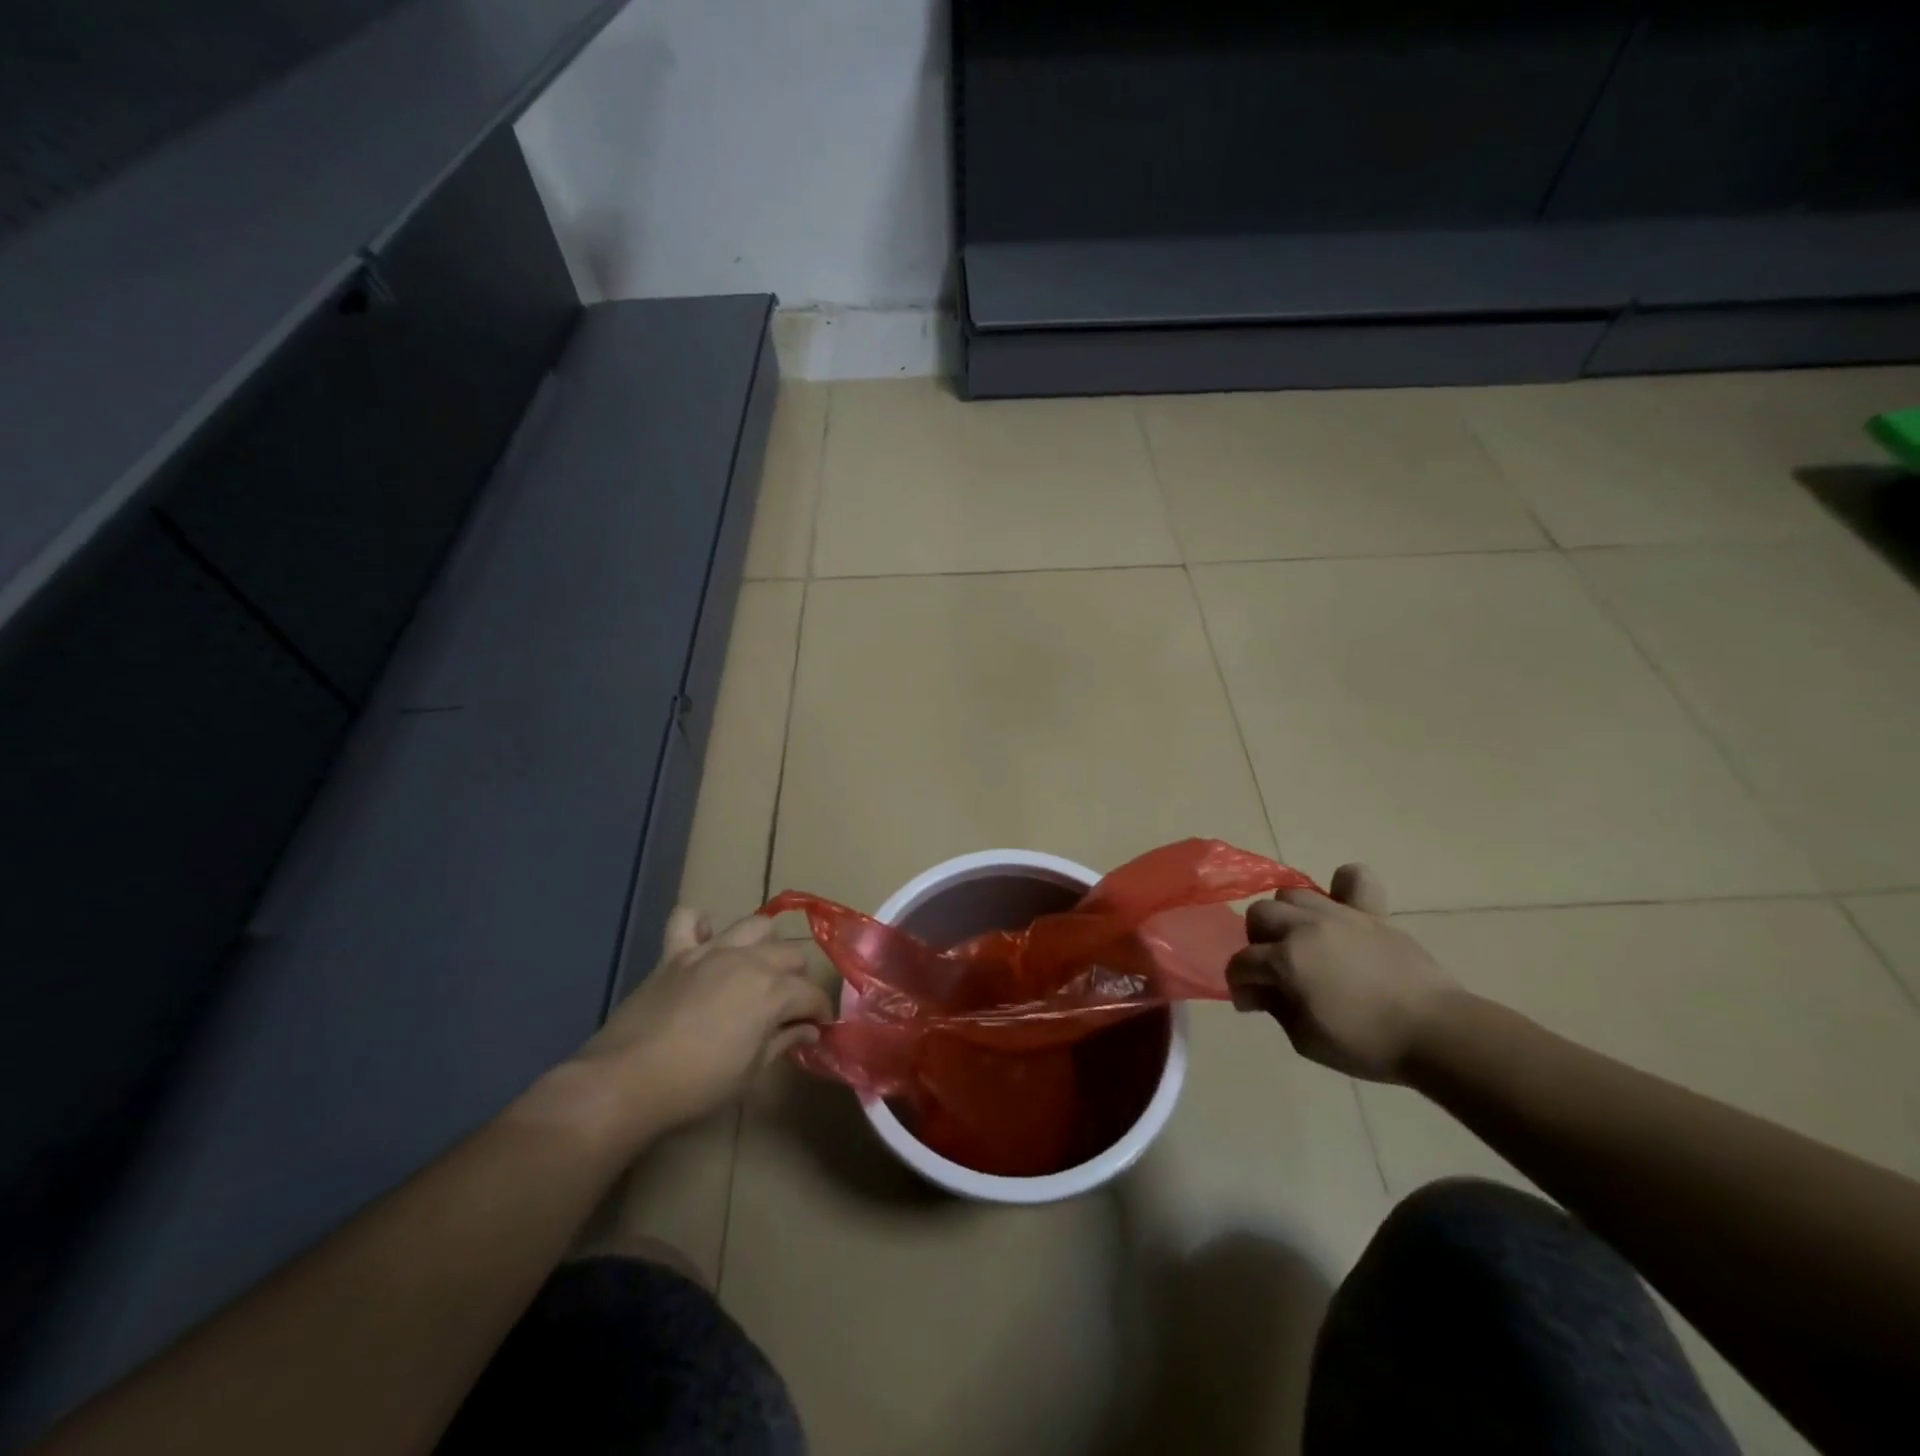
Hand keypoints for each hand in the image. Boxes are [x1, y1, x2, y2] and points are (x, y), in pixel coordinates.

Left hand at [572, 909, 831, 1132]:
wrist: (626, 1081)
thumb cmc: (696, 1086)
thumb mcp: (751, 1072)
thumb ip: (782, 1041)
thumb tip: (807, 1028)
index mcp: (772, 992)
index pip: (812, 994)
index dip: (820, 1013)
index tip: (818, 1028)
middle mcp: (749, 961)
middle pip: (791, 954)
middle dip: (797, 979)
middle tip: (786, 1006)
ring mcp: (710, 951)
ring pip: (755, 925)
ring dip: (763, 945)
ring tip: (756, 969)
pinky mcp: (675, 953)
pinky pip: (688, 918)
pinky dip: (700, 925)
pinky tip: (705, 942)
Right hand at [1226, 865, 1455, 1083]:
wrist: (1438, 1033)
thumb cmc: (1368, 1044)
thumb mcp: (1306, 1040)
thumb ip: (1275, 1008)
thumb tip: (1260, 991)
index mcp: (1286, 960)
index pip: (1241, 962)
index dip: (1240, 983)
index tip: (1252, 1003)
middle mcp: (1305, 927)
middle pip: (1259, 915)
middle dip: (1257, 943)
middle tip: (1276, 968)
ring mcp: (1339, 915)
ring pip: (1292, 895)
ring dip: (1288, 918)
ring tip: (1303, 941)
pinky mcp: (1371, 913)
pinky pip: (1352, 878)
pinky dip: (1341, 886)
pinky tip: (1339, 909)